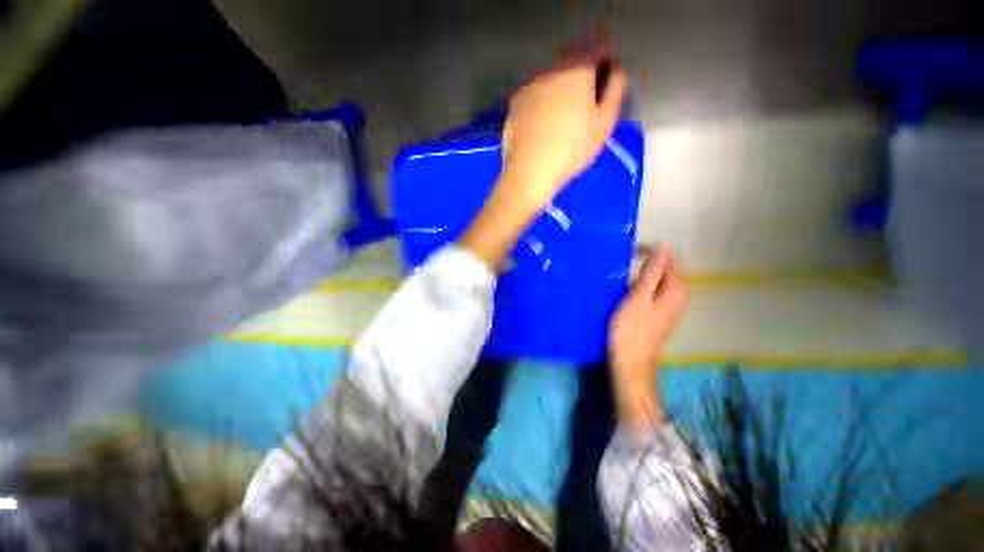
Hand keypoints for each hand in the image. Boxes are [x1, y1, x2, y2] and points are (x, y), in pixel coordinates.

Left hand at [461, 47, 627, 270]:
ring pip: (551, 80)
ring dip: (561, 90)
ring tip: (563, 119)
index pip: (598, 50)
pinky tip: (543, 127)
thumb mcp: (604, 122)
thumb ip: (615, 89)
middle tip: (586, 104)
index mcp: (576, 69)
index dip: (606, 65)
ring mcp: (528, 87)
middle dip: (582, 77)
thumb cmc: (571, 149)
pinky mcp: (514, 105)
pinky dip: (543, 103)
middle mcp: (550, 70)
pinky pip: (535, 96)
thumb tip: (615, 71)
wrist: (529, 173)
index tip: (607, 84)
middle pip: (572, 63)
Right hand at [608, 246, 687, 429]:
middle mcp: (677, 296)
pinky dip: (637, 287)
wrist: (630, 361)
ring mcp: (667, 306)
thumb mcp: (639, 298)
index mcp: (676, 290)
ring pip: (654, 281)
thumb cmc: (632, 329)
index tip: (626, 251)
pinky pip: (649, 292)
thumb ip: (652, 273)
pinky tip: (622, 290)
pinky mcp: (657, 313)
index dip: (649, 252)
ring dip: (638, 275)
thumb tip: (664, 248)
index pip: (667, 260)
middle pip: (662, 270)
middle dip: (643, 263)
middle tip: (619, 262)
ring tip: (617, 273)